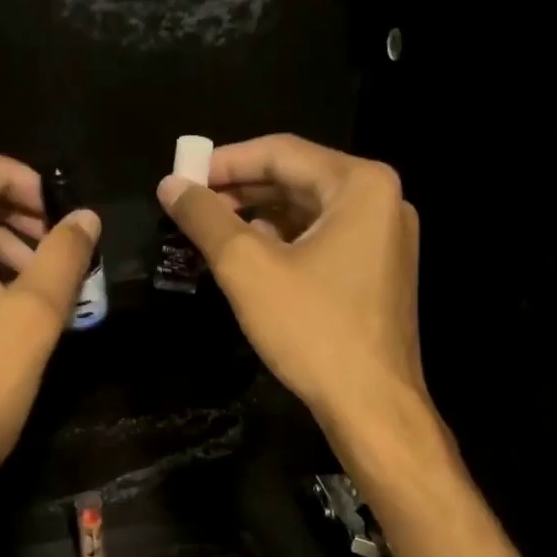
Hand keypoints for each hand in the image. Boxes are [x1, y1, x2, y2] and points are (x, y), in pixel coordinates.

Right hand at [156, 135, 429, 447]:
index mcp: (361, 185)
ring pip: (309, 214)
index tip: (182, 177)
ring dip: (259, 218)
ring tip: (211, 233)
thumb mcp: (248, 268)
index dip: (225, 161)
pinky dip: (284, 244)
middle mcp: (382, 202)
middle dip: (240, 191)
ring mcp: (385, 240)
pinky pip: (323, 242)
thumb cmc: (312, 329)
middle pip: (298, 180)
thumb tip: (171, 185)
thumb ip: (206, 219)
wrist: (371, 404)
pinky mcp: (378, 274)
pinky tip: (250, 260)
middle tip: (191, 206)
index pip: (281, 152)